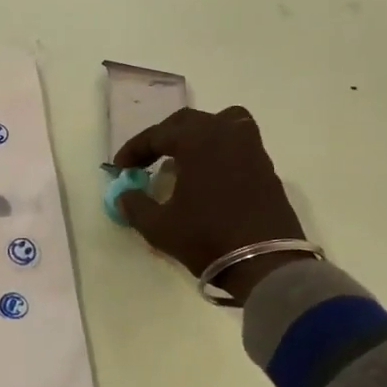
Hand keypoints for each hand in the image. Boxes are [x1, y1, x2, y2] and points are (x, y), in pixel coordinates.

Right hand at [113, 106, 304, 304]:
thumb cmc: (207, 238)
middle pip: (188, 122)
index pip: (157, 134)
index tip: (120, 168)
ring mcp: (251, 149)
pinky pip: (238, 144)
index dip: (134, 149)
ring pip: (221, 124)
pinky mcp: (267, 168)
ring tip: (183, 159)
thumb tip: (123, 195)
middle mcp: (226, 134)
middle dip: (163, 137)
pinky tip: (208, 176)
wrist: (266, 264)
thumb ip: (135, 205)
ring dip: (197, 136)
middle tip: (147, 160)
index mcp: (198, 140)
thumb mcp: (159, 226)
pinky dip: (219, 150)